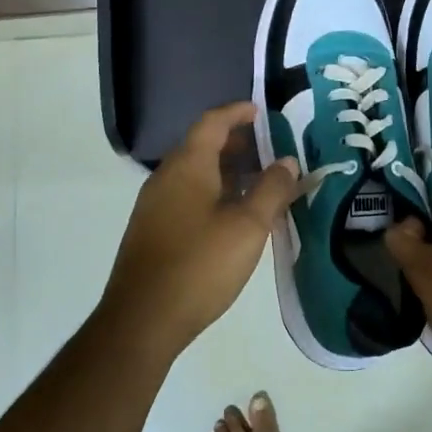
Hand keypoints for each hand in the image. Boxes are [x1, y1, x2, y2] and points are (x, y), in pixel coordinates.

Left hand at [101, 101, 299, 359]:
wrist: (142, 320)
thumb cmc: (200, 265)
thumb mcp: (248, 226)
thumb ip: (272, 189)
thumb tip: (288, 161)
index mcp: (188, 166)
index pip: (212, 122)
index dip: (237, 112)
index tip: (261, 112)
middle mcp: (167, 177)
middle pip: (203, 146)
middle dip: (237, 144)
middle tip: (270, 150)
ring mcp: (155, 205)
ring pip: (196, 174)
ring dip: (227, 172)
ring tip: (260, 184)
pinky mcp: (153, 231)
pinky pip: (187, 196)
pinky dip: (214, 193)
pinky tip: (234, 217)